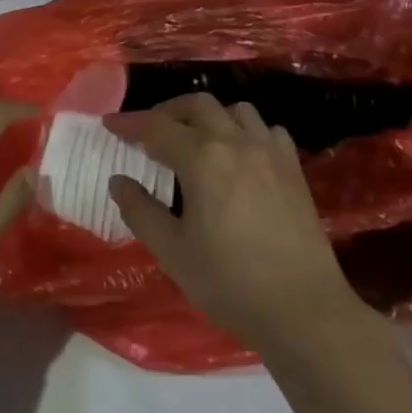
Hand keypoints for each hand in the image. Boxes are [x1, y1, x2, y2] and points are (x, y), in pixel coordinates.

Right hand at [106, 94, 358, 349]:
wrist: (302, 307)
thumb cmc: (229, 282)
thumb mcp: (172, 251)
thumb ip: (140, 210)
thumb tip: (118, 180)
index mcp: (202, 159)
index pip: (157, 127)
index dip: (129, 123)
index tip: (109, 124)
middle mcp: (236, 142)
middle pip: (198, 105)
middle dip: (168, 111)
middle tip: (149, 133)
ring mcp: (270, 152)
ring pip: (235, 110)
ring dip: (209, 116)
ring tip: (195, 140)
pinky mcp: (293, 168)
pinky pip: (266, 130)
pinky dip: (245, 131)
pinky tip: (240, 155)